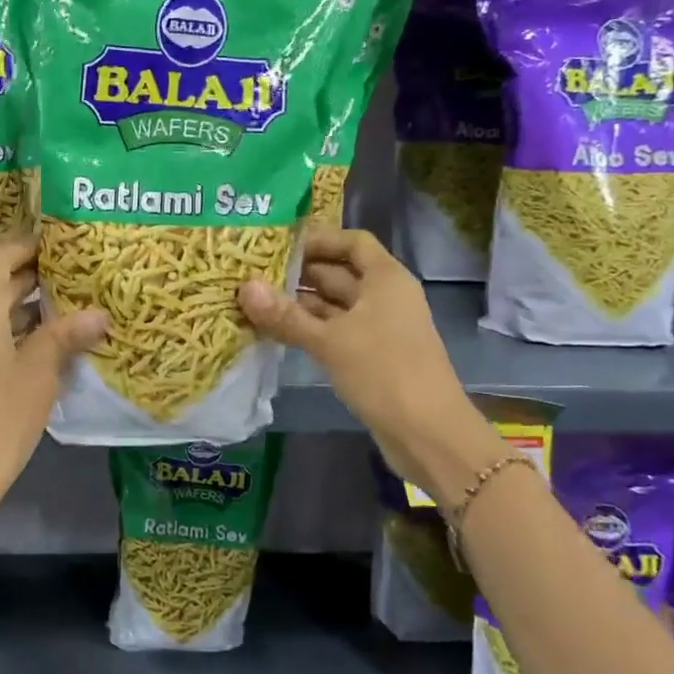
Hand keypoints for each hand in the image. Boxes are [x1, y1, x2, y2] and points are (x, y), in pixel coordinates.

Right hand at [239, 227, 494, 502]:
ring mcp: (379, 328)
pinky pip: (335, 331)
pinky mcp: (371, 356)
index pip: (353, 242)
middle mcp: (385, 297)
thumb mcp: (330, 342)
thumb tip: (244, 287)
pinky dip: (309, 329)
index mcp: (386, 279)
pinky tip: (276, 332)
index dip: (319, 239)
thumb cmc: (384, 373)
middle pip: (340, 272)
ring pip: (335, 305)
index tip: (279, 245)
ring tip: (255, 301)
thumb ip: (286, 315)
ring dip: (299, 304)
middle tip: (253, 273)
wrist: (429, 435)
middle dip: (299, 273)